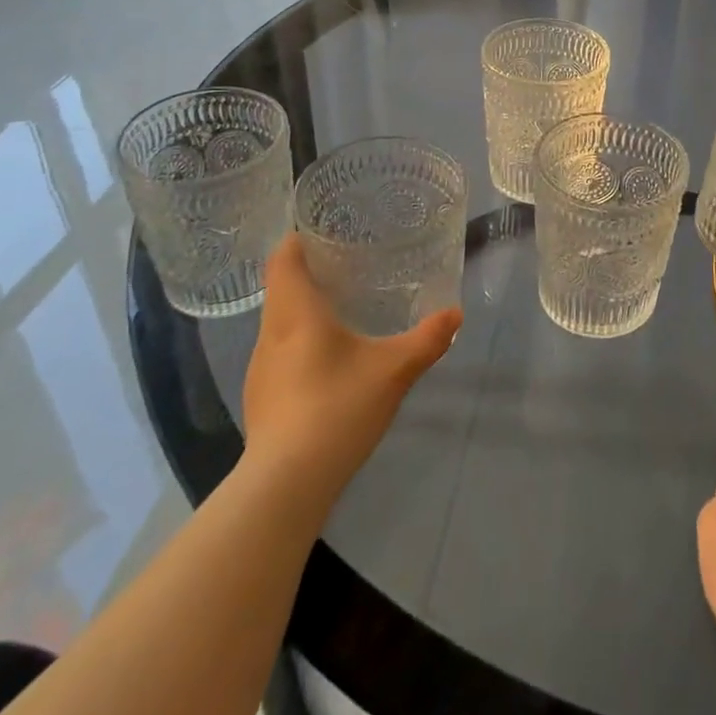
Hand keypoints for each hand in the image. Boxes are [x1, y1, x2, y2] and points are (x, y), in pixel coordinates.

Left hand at [240, 233, 459, 501]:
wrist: (285, 485)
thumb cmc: (337, 408)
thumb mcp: (394, 370)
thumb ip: (427, 339)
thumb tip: (455, 314)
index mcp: (295, 313)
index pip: (283, 258)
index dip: (299, 238)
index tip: (325, 229)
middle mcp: (270, 333)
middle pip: (281, 287)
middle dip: (309, 271)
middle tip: (348, 263)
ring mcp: (260, 369)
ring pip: (279, 321)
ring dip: (303, 307)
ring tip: (341, 305)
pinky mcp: (260, 398)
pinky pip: (279, 351)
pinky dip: (300, 340)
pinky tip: (327, 358)